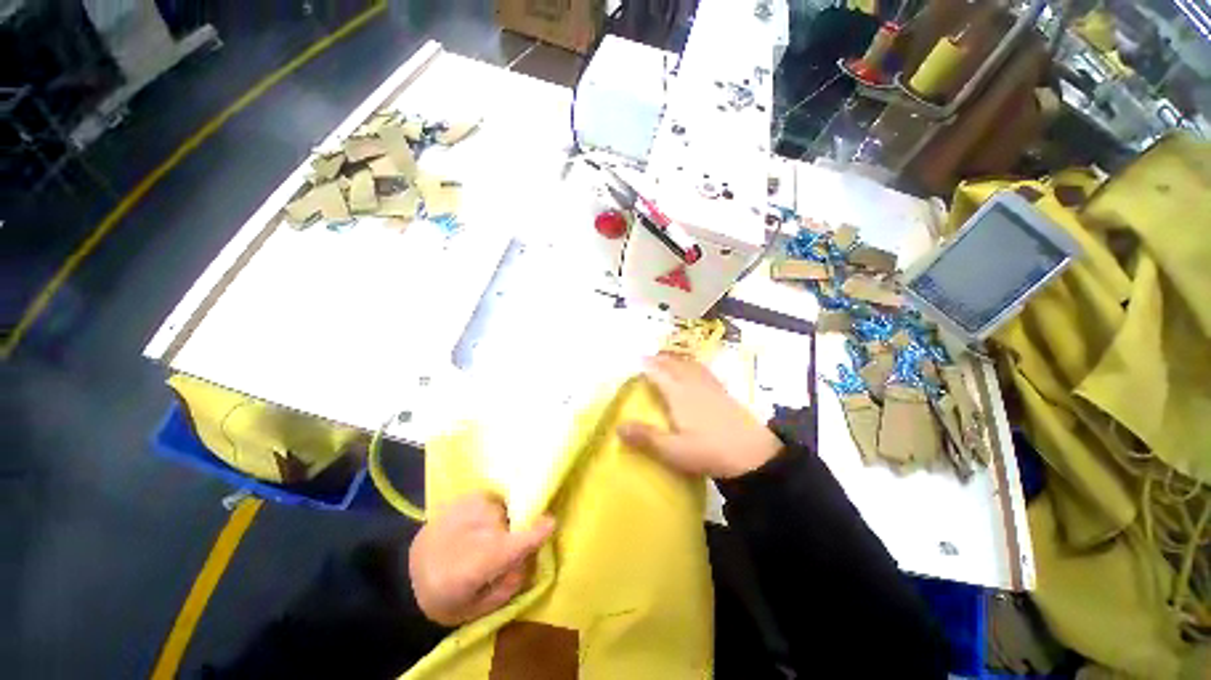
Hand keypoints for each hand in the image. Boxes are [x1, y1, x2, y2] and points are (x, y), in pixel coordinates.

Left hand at [409, 493, 554, 626]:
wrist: (402, 572)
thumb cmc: (443, 596)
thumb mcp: (478, 607)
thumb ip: (510, 584)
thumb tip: (530, 557)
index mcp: (482, 559)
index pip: (519, 540)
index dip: (539, 531)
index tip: (551, 524)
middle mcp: (480, 525)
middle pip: (513, 522)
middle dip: (513, 534)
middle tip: (498, 551)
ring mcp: (472, 505)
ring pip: (503, 510)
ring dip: (501, 522)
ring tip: (482, 538)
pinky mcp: (467, 496)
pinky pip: (493, 500)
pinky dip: (491, 512)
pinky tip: (474, 526)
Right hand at [618, 354, 782, 478]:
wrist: (755, 456)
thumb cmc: (710, 452)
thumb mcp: (674, 451)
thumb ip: (646, 438)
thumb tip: (618, 426)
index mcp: (679, 394)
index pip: (658, 373)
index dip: (645, 365)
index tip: (633, 360)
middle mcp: (693, 384)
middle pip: (673, 364)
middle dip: (659, 359)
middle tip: (647, 358)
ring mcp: (710, 386)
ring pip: (689, 365)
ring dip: (675, 359)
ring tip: (667, 360)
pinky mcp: (723, 392)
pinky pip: (703, 370)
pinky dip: (692, 365)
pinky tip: (694, 373)